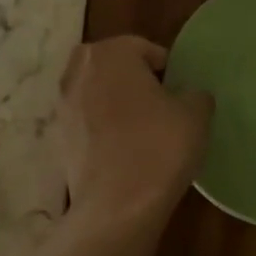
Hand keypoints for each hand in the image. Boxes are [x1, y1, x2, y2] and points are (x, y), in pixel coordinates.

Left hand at [58, 36, 211, 224]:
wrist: (116, 206)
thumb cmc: (159, 148)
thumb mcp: (195, 116)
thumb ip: (196, 94)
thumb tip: (190, 95)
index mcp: (111, 54)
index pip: (145, 49)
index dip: (168, 69)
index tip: (181, 93)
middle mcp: (79, 71)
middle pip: (113, 65)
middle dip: (134, 79)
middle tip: (161, 105)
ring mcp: (63, 106)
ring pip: (96, 92)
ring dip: (116, 103)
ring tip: (143, 129)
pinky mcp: (58, 138)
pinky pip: (87, 121)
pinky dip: (103, 128)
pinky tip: (124, 150)